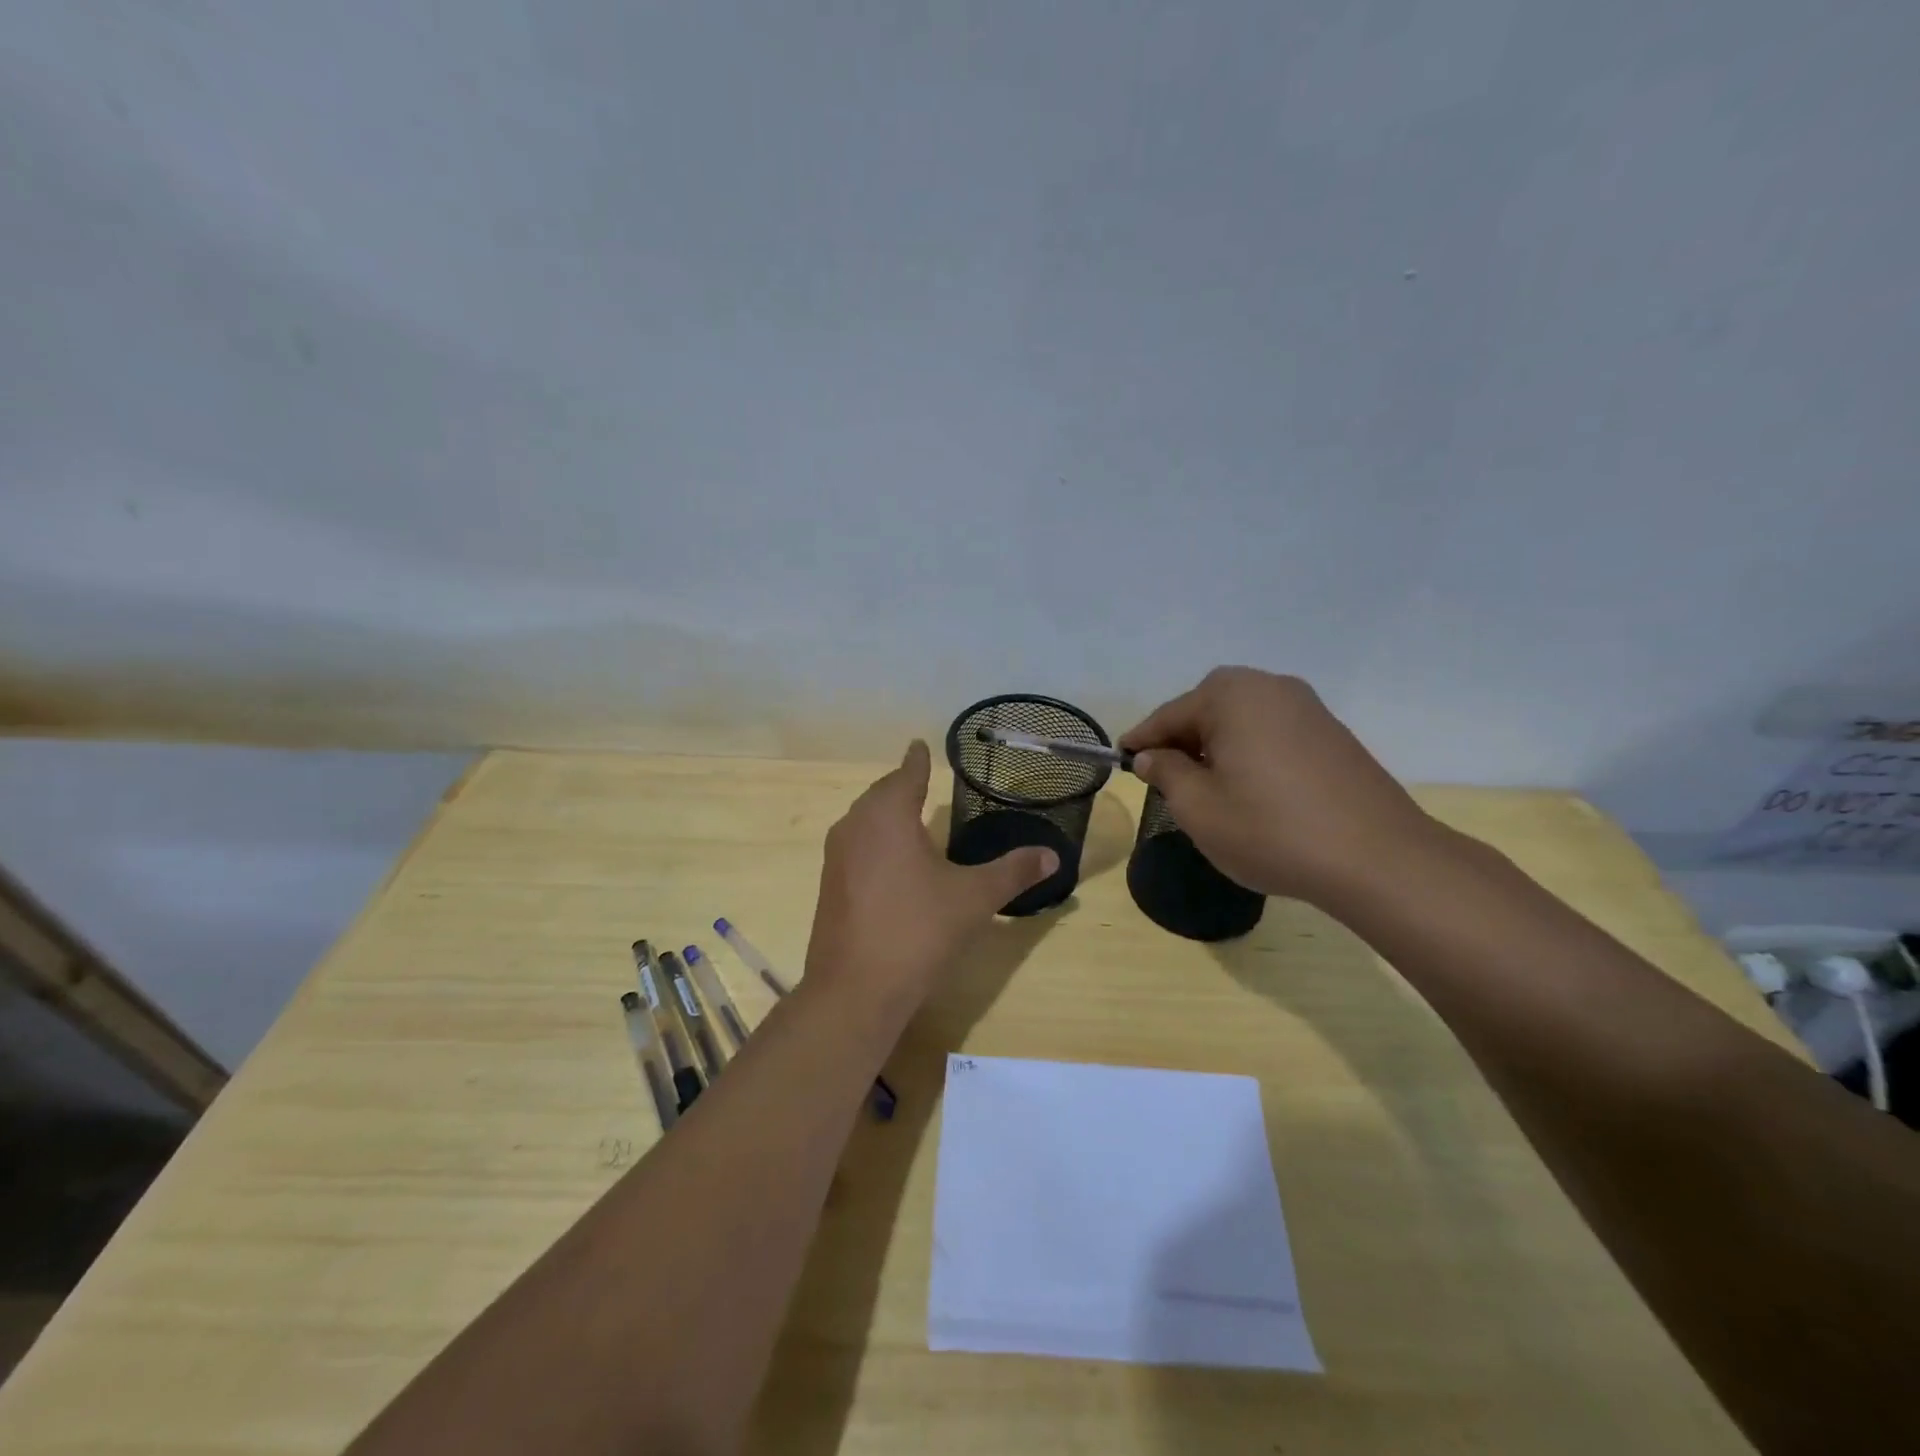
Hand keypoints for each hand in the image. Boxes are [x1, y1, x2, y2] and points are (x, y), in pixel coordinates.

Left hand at [803, 741, 1058, 1020]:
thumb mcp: (974, 898)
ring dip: (886, 815)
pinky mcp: (828, 886)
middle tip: (923, 781)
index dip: (917, 759)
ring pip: (864, 821)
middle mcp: (855, 826)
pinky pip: (855, 848)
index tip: (920, 745)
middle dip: (901, 786)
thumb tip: (1053, 855)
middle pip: (880, 794)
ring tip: (910, 818)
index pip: (906, 773)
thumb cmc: (918, 930)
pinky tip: (892, 863)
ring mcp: (836, 857)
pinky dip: (875, 843)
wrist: (855, 990)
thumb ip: (1013, 872)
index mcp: (887, 814)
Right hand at [1120, 667, 1440, 907]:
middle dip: (1182, 740)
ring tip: (1207, 787)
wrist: (1377, 858)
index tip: (1121, 760)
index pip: (1169, 715)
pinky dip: (1250, 752)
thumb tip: (1152, 756)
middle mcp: (1270, 686)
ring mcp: (1307, 707)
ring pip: (1242, 720)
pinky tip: (1251, 788)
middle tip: (1165, 777)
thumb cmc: (1270, 829)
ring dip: (1217, 746)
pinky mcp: (1332, 733)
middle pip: (1207, 709)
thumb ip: (1166, 773)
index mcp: (1230, 695)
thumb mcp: (1198, 808)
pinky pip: (1272, 733)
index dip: (1142, 740)